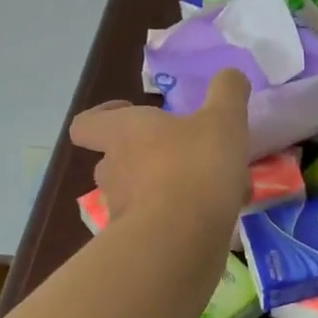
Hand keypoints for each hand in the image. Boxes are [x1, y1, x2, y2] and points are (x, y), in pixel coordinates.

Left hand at [69, 69, 252, 227]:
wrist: (180, 241)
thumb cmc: (195, 166)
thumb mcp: (223, 119)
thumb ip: (228, 92)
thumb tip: (230, 74)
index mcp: (123, 133)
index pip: (88, 123)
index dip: (104, 115)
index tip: (131, 111)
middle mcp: (113, 169)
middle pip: (117, 159)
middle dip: (147, 156)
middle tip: (183, 152)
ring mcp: (121, 210)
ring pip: (140, 192)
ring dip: (168, 188)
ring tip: (211, 188)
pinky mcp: (138, 243)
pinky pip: (158, 223)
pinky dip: (179, 218)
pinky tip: (216, 218)